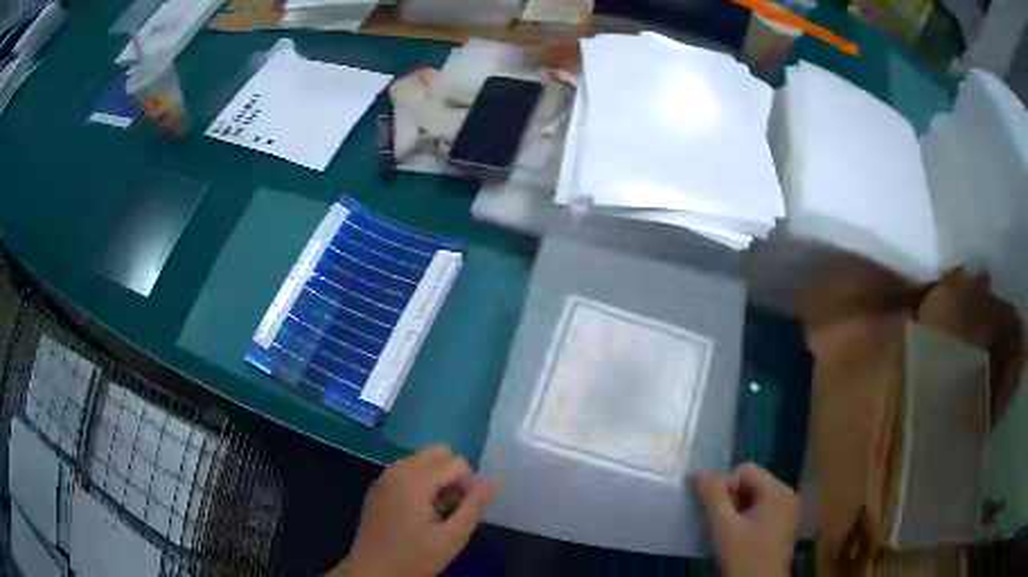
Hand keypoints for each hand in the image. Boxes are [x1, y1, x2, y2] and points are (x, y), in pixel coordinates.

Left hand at [329, 446, 499, 576]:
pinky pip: (406, 471)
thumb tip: (496, 479)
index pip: (456, 462)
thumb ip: (475, 505)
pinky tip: (419, 512)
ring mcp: (383, 477)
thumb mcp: (452, 537)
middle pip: (437, 453)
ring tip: (438, 512)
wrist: (372, 572)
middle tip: (452, 507)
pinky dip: (420, 483)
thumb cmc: (414, 558)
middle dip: (453, 475)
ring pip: (422, 460)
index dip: (469, 484)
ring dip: (437, 479)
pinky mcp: (377, 487)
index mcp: (414, 481)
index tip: (464, 511)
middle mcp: (396, 470)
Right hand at [692, 463, 797, 576]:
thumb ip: (711, 497)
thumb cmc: (744, 558)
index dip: (723, 488)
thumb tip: (696, 472)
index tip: (714, 515)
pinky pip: (760, 513)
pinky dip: (745, 521)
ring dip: (735, 513)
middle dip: (730, 501)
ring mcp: (786, 513)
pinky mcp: (782, 528)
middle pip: (750, 484)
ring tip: (725, 535)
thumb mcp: (724, 528)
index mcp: (778, 491)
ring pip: (753, 500)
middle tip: (719, 526)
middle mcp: (787, 496)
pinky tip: (736, 541)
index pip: (744, 471)